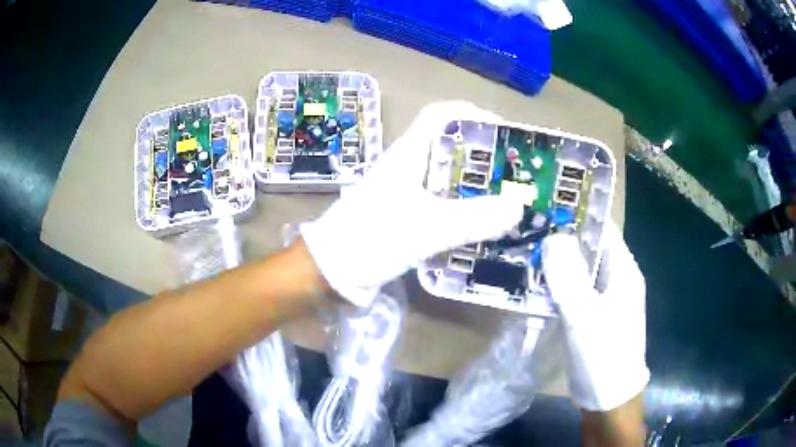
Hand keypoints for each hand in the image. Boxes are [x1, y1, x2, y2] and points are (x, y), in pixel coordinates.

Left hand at [301, 102, 524, 306]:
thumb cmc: (371, 240)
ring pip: (447, 179)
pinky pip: (441, 206)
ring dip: (475, 186)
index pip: (440, 116)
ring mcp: (405, 194)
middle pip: (449, 148)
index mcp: (407, 155)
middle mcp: (406, 168)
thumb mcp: (425, 228)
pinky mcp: (405, 217)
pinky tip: (482, 224)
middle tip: (513, 173)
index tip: (502, 131)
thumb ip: (473, 218)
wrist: (331, 272)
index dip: (471, 115)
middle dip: (482, 156)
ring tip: (506, 199)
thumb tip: (518, 207)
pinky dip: (463, 210)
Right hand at [542, 223, 648, 410]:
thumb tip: (552, 236)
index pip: (603, 229)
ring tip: (524, 251)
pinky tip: (533, 284)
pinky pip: (573, 291)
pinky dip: (556, 285)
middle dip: (561, 239)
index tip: (545, 205)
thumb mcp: (585, 316)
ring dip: (556, 263)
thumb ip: (569, 276)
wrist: (607, 399)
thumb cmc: (603, 355)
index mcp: (624, 270)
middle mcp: (616, 279)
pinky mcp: (591, 316)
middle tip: (526, 229)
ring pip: (578, 271)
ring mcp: (604, 299)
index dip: (578, 214)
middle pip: (589, 248)